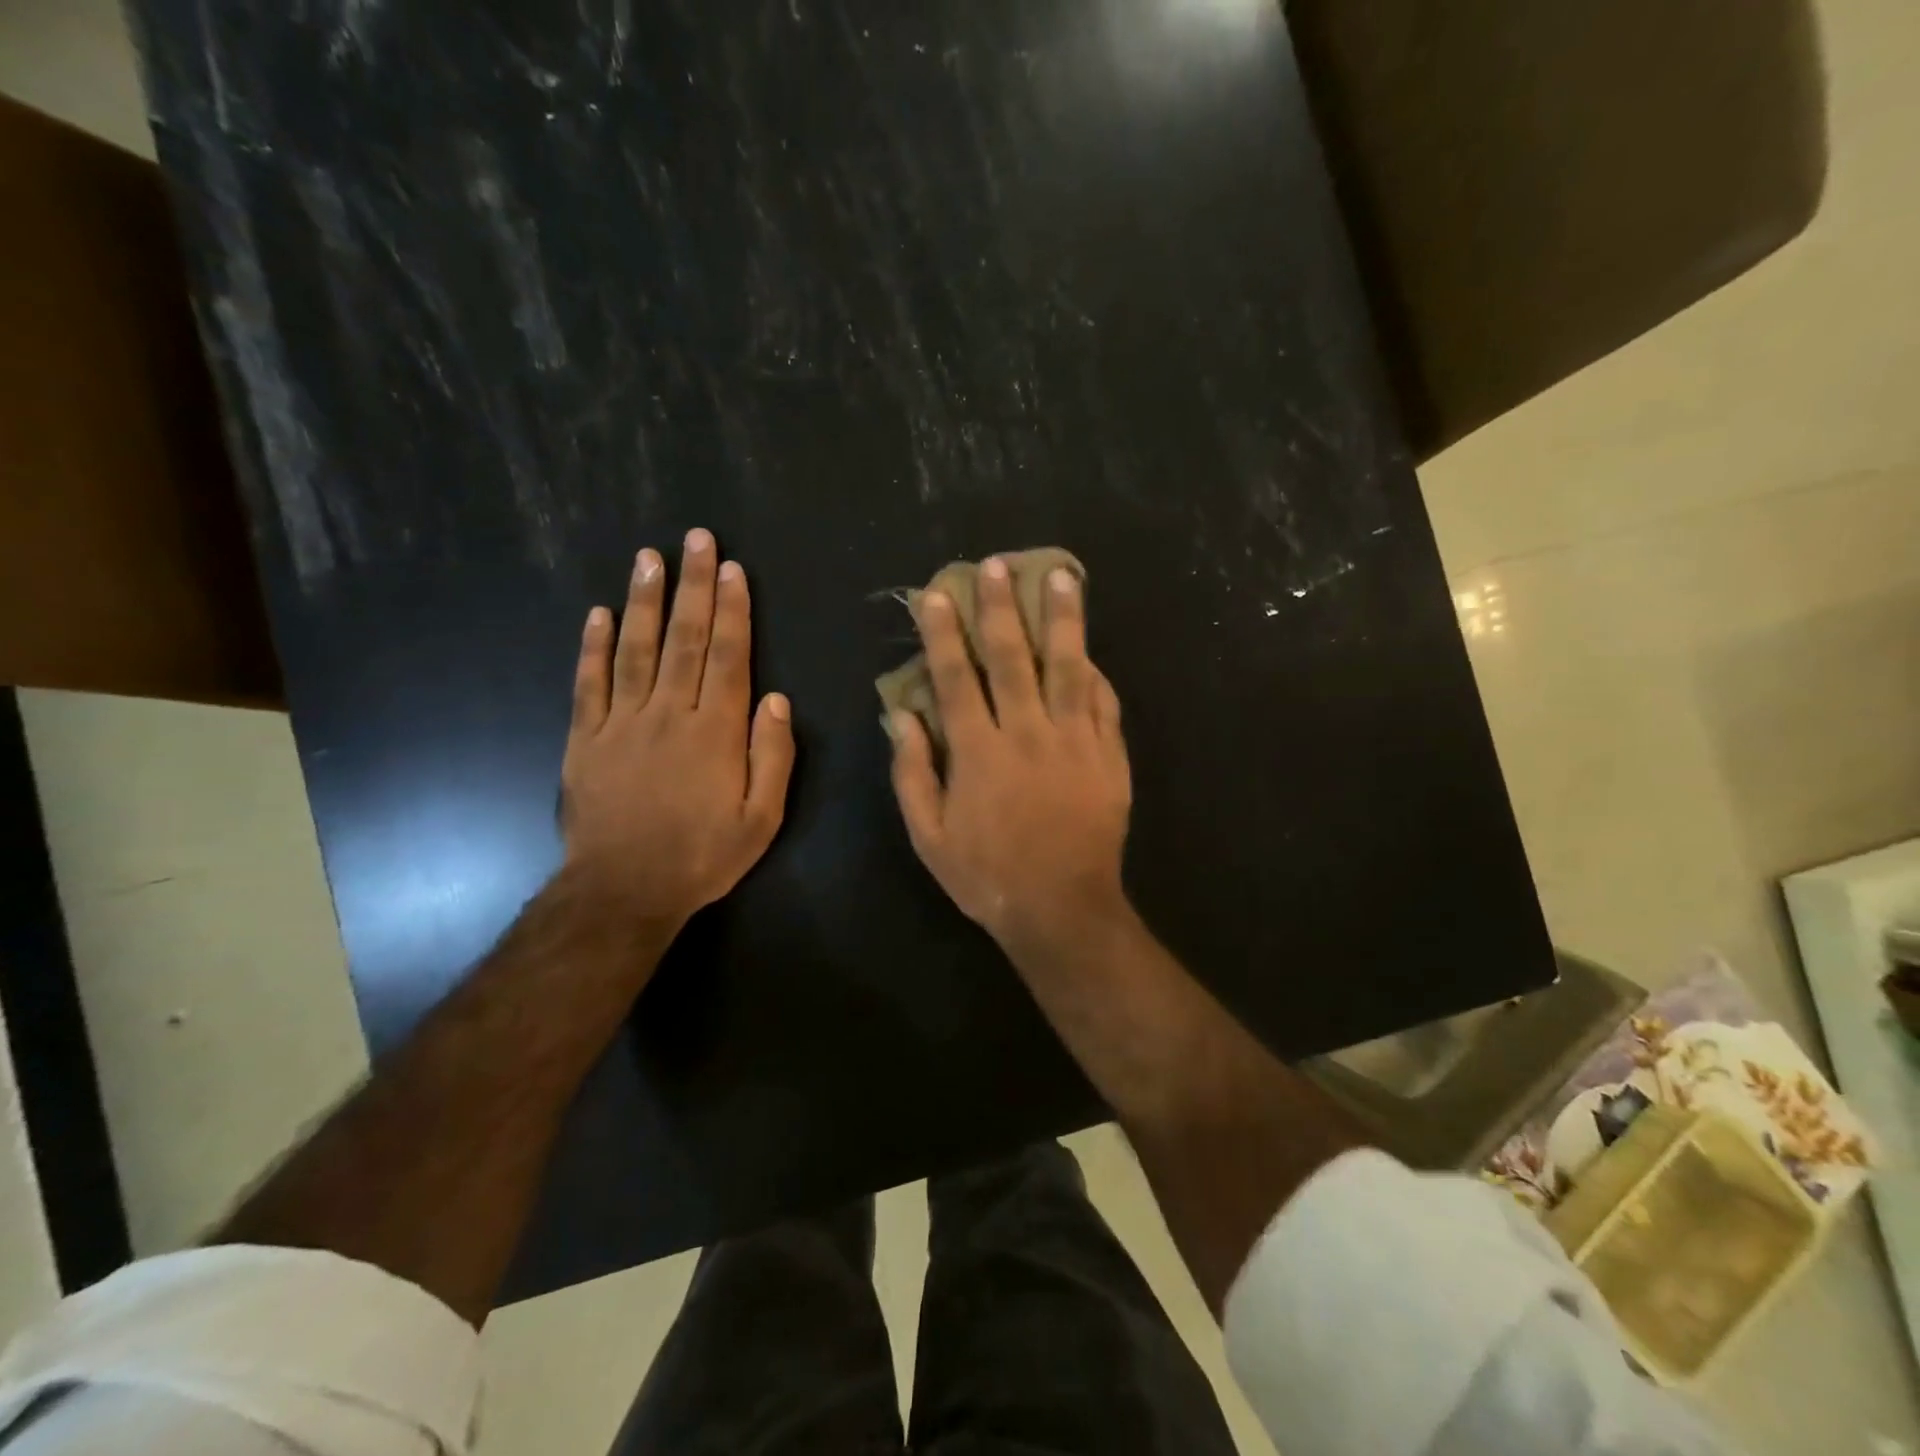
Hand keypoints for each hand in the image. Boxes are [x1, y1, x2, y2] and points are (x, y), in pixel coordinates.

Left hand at [561, 528, 794, 929]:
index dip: (733, 610)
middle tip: (695, 539)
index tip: (731, 569)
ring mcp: (621, 723)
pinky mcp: (584, 739)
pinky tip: (597, 613)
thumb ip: (773, 756)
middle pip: (685, 639)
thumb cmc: (702, 855)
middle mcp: (669, 713)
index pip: (729, 657)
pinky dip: (592, 647)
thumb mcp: (762, 818)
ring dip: (644, 600)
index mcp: (716, 731)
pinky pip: (588, 684)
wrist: (624, 891)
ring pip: (635, 649)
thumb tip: (776, 699)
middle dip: (693, 586)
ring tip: (648, 557)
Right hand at [889, 557, 1131, 953]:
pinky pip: (1103, 704)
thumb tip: (901, 716)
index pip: (957, 678)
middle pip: (1014, 658)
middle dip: (1001, 608)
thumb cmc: (987, 875)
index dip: (944, 633)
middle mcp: (1027, 734)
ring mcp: (1075, 741)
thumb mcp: (930, 835)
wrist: (1062, 908)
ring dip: (1062, 620)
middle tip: (997, 565)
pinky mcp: (1108, 757)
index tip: (938, 594)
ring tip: (1061, 577)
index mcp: (979, 752)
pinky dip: (1095, 674)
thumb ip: (912, 772)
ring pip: (1068, 668)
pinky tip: (1090, 650)